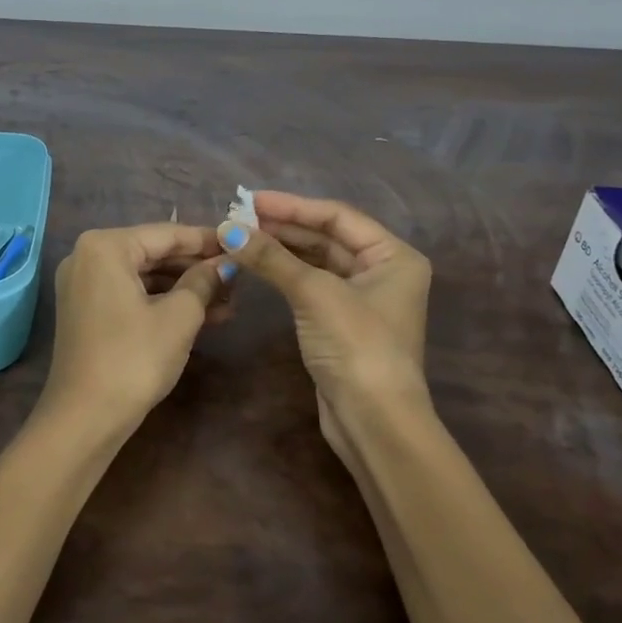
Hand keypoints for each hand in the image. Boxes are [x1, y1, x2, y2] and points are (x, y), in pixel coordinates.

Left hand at [45, 223, 232, 430]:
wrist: (84, 419)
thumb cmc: (134, 359)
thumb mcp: (179, 317)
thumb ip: (204, 281)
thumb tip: (226, 264)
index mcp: (105, 246)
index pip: (167, 234)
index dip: (208, 240)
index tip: (242, 244)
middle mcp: (88, 256)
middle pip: (155, 253)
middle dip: (197, 268)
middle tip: (239, 278)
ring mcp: (84, 284)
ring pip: (145, 276)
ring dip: (185, 289)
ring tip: (230, 302)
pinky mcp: (87, 310)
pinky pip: (132, 294)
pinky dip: (163, 302)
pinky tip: (203, 316)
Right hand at [217, 191, 432, 459]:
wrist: (374, 422)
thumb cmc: (356, 345)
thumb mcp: (314, 293)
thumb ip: (271, 258)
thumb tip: (228, 229)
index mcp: (393, 255)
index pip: (337, 217)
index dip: (293, 206)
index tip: (251, 200)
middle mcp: (383, 271)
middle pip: (327, 237)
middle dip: (284, 227)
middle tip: (240, 219)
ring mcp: (363, 298)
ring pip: (317, 261)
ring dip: (282, 250)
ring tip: (242, 237)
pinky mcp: (342, 323)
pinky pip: (311, 285)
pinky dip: (286, 273)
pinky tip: (259, 265)